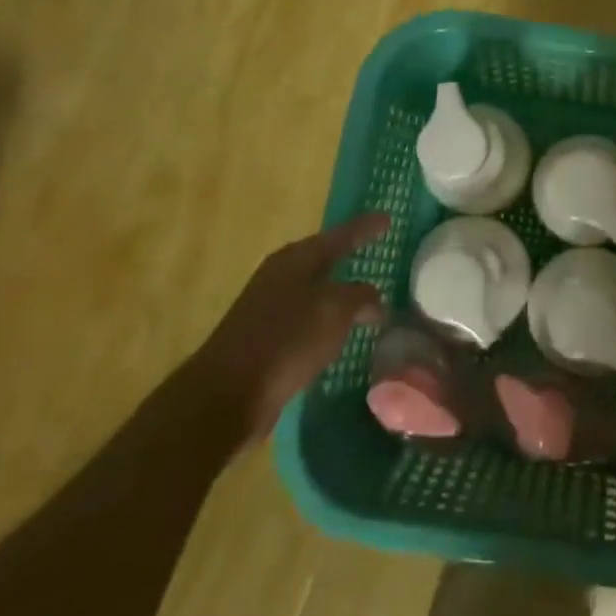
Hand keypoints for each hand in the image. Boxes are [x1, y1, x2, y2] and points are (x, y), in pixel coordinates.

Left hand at [187, 213, 388, 443]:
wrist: (227, 395)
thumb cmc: (286, 340)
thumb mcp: (335, 310)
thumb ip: (361, 296)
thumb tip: (374, 300)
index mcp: (296, 260)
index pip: (340, 236)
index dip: (365, 228)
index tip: (388, 219)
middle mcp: (280, 277)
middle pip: (323, 259)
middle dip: (349, 256)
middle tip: (377, 252)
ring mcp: (269, 309)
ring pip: (315, 292)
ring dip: (339, 293)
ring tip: (368, 297)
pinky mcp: (265, 341)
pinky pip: (307, 321)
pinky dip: (327, 322)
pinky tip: (341, 333)